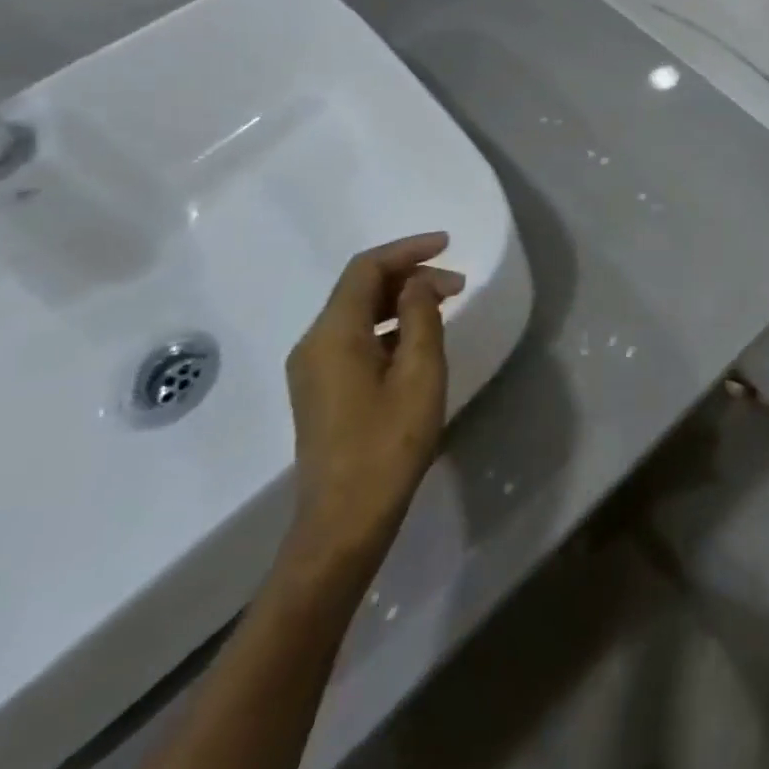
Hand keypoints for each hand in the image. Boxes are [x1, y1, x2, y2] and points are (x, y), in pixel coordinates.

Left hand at [284, 233, 460, 575]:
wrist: (343, 523)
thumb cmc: (388, 445)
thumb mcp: (419, 374)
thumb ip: (421, 316)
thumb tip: (419, 283)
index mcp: (333, 334)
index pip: (367, 268)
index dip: (408, 249)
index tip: (447, 245)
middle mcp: (313, 343)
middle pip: (360, 288)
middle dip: (409, 276)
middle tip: (456, 285)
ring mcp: (312, 369)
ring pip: (357, 313)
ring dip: (399, 301)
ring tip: (444, 306)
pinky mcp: (320, 390)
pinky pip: (353, 338)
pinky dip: (387, 326)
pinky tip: (418, 340)